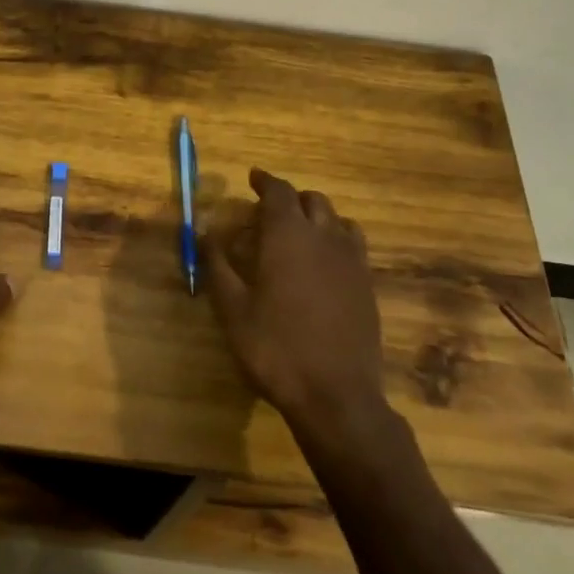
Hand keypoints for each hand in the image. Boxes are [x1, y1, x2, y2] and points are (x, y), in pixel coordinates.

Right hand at [202, 168, 387, 437]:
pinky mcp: (367, 284)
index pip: (278, 191)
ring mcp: (352, 260)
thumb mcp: (232, 309)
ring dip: (317, 217)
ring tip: (300, 234)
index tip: (253, 178)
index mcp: (288, 235)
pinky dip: (336, 239)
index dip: (265, 181)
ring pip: (337, 219)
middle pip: (311, 200)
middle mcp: (324, 237)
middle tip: (269, 214)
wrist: (336, 395)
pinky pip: (353, 244)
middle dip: (290, 199)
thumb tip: (206, 233)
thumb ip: (218, 265)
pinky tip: (324, 264)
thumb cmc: (275, 348)